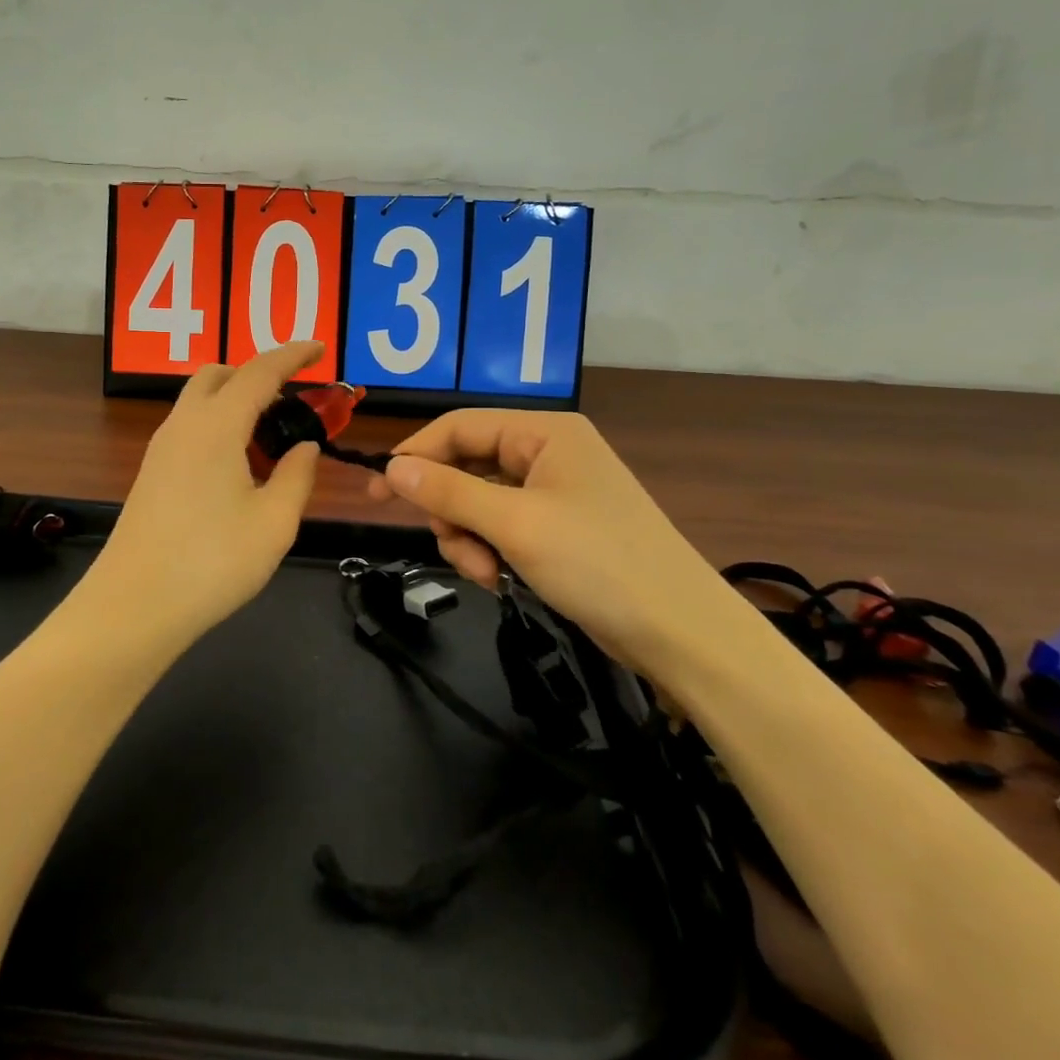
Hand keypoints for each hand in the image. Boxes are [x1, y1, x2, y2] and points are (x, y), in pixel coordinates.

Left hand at [92, 343, 325, 637]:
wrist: (133, 607)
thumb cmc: (213, 562)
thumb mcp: (274, 521)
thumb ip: (297, 475)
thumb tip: (305, 446)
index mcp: (216, 426)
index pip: (259, 371)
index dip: (293, 355)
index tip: (320, 348)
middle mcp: (183, 425)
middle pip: (219, 375)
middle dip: (257, 375)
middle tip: (291, 405)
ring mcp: (161, 449)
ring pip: (200, 401)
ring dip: (236, 403)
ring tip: (270, 443)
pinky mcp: (151, 473)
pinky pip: (189, 429)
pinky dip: (218, 427)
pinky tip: (238, 469)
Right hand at [366, 409, 739, 672]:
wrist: (681, 633)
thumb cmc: (598, 563)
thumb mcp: (515, 524)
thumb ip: (448, 492)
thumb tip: (392, 467)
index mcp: (544, 433)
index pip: (459, 427)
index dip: (415, 455)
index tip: (377, 494)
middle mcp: (547, 453)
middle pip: (466, 466)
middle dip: (451, 511)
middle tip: (452, 546)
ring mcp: (554, 492)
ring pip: (478, 502)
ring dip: (469, 538)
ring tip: (486, 574)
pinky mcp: (557, 528)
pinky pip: (500, 527)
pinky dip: (490, 551)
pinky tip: (500, 580)